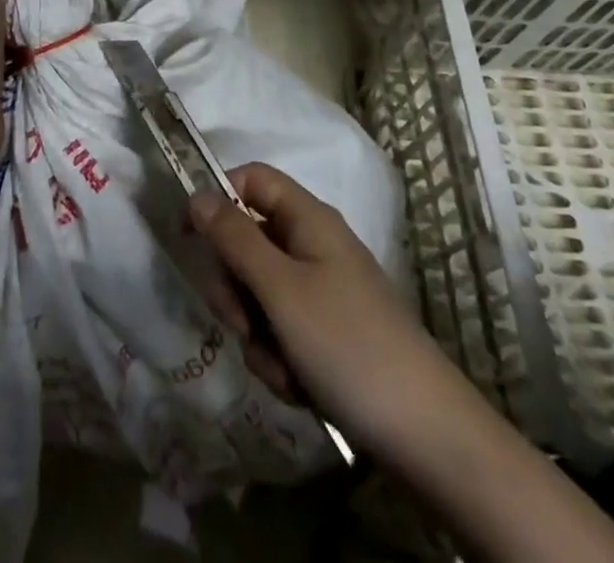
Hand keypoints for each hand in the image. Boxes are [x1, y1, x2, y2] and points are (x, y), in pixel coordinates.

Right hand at [190, 162, 462, 463]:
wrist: (426, 434)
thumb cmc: (347, 344)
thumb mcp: (281, 289)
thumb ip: (234, 239)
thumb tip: (197, 194)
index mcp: (308, 219)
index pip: (252, 180)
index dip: (217, 198)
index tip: (187, 236)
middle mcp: (313, 245)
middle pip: (248, 240)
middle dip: (235, 286)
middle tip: (242, 323)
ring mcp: (321, 290)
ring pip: (259, 293)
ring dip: (257, 333)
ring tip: (281, 367)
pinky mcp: (326, 332)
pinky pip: (281, 330)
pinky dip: (279, 357)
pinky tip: (297, 386)